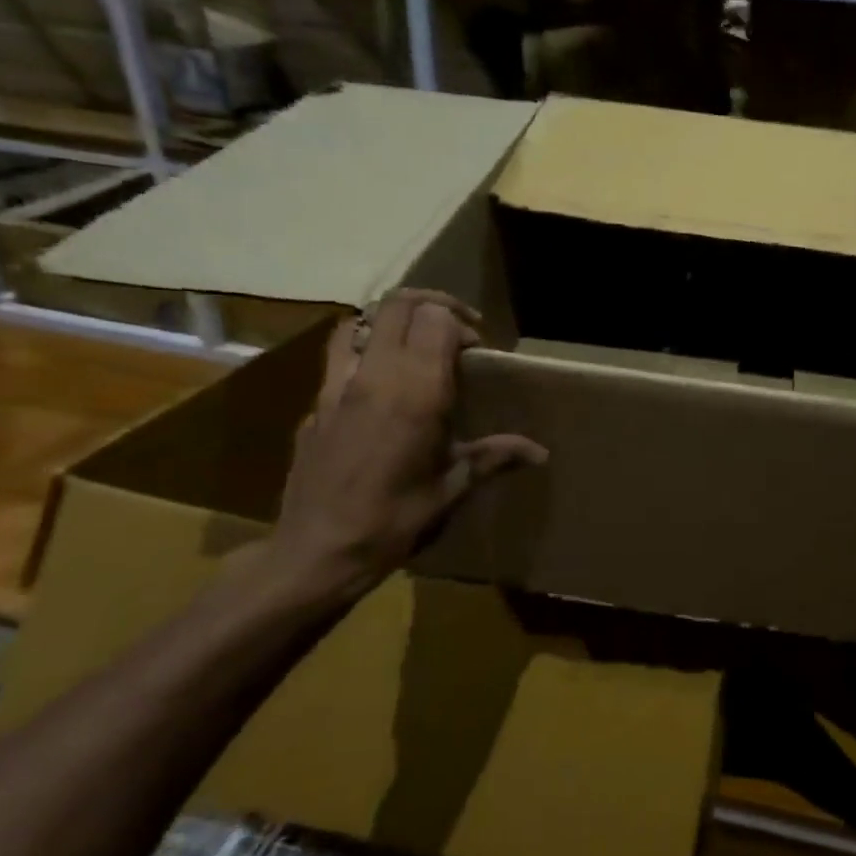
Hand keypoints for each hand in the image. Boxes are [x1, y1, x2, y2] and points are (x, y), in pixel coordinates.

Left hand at [265, 290, 546, 607]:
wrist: (317, 551)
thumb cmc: (395, 520)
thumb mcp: (453, 488)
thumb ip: (494, 457)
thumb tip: (541, 453)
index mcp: (416, 392)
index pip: (436, 319)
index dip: (462, 323)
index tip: (478, 350)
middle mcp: (375, 375)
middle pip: (398, 304)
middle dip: (431, 305)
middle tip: (454, 328)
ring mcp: (337, 385)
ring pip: (360, 320)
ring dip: (390, 320)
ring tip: (412, 344)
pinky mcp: (315, 403)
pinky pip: (338, 355)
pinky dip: (363, 350)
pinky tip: (378, 385)